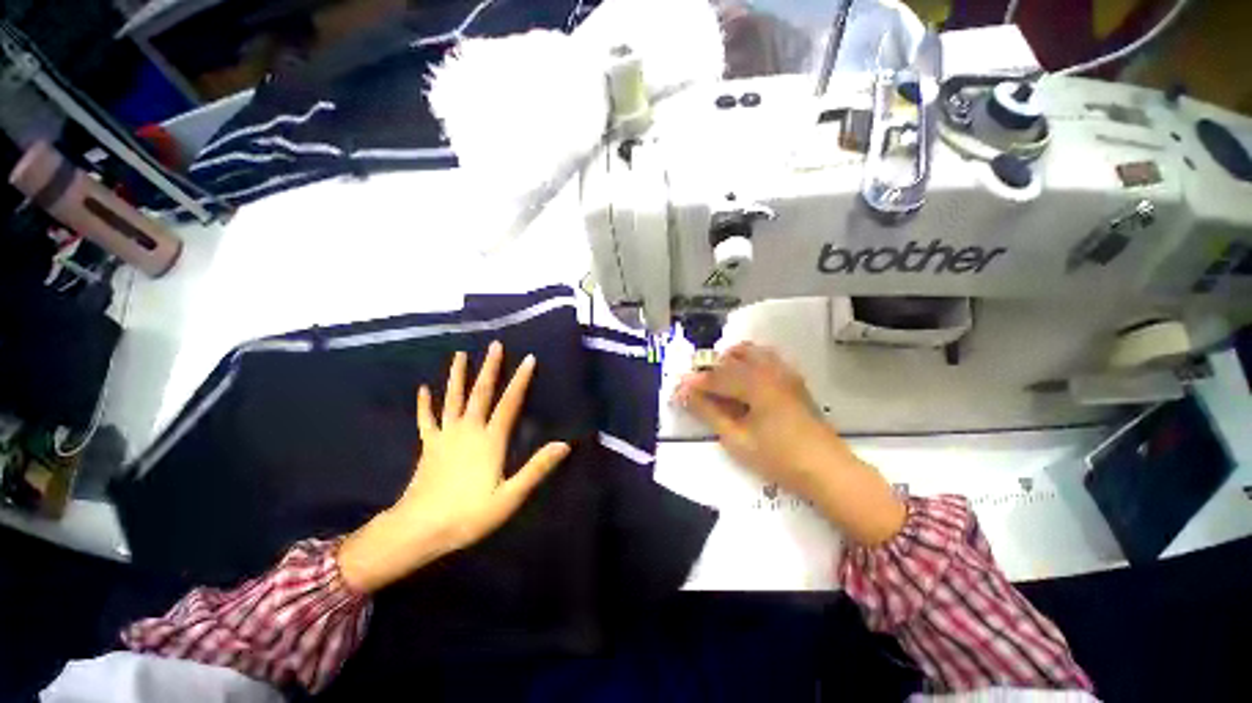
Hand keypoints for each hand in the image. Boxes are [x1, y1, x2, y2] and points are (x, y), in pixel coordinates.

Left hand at [339, 342, 570, 592]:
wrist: (419, 530)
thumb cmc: (469, 514)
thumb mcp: (510, 496)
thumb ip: (537, 468)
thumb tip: (564, 444)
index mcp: (490, 440)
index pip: (509, 403)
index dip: (520, 380)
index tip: (528, 358)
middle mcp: (468, 430)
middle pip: (480, 393)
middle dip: (489, 367)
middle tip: (494, 345)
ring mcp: (445, 436)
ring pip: (452, 399)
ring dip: (457, 376)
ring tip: (459, 355)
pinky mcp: (428, 446)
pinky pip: (426, 420)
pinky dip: (424, 404)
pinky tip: (422, 389)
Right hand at [675, 342, 905, 545]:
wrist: (827, 470)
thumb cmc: (778, 457)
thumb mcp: (736, 438)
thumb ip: (709, 412)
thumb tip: (686, 394)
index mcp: (754, 383)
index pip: (715, 377)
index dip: (694, 384)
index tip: (677, 392)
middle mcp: (769, 369)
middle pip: (731, 358)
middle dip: (709, 369)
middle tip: (696, 388)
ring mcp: (784, 372)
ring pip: (750, 352)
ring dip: (729, 361)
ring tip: (718, 381)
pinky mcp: (793, 379)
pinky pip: (766, 358)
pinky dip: (748, 361)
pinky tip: (743, 380)